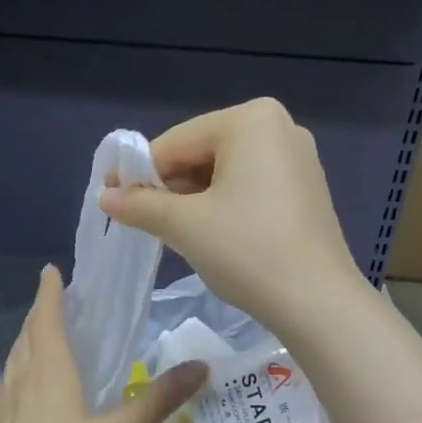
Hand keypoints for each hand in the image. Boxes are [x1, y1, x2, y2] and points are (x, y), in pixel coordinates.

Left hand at [0, 265, 207, 422]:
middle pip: (28, 338)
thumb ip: (158, 400)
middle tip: (53, 299)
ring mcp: (9, 411)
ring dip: (27, 342)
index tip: (50, 270)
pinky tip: (24, 387)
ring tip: (39, 335)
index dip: (50, 294)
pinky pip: (9, 388)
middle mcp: (24, 384)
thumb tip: (201, 365)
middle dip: (39, 314)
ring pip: (15, 363)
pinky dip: (18, 372)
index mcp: (50, 375)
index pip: (48, 321)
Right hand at [99, 99, 367, 333]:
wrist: (317, 302)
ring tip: (171, 231)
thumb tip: (104, 196)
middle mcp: (279, 127)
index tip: (111, 199)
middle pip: (201, 153)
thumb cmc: (248, 251)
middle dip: (169, 186)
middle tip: (142, 220)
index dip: (139, 172)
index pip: (175, 142)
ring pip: (224, 172)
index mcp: (251, 120)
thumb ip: (140, 204)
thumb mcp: (185, 225)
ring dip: (193, 199)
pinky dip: (222, 205)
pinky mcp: (305, 189)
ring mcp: (297, 158)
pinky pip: (249, 186)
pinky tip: (209, 234)